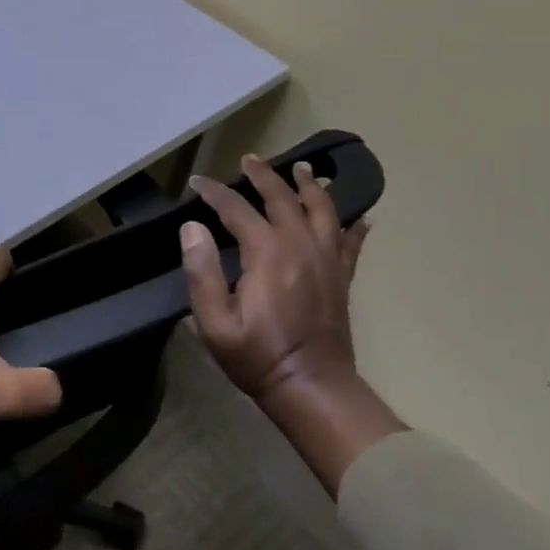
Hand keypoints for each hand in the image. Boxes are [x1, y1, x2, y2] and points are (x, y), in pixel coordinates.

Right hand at [181, 156, 368, 402]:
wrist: (313, 389)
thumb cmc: (257, 356)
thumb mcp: (214, 321)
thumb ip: (201, 271)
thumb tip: (192, 227)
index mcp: (268, 254)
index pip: (237, 208)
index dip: (215, 192)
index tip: (198, 182)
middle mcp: (301, 246)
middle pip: (283, 198)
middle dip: (264, 176)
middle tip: (249, 160)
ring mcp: (327, 261)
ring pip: (322, 211)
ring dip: (311, 186)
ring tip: (304, 169)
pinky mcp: (342, 278)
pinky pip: (351, 243)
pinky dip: (353, 226)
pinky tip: (358, 217)